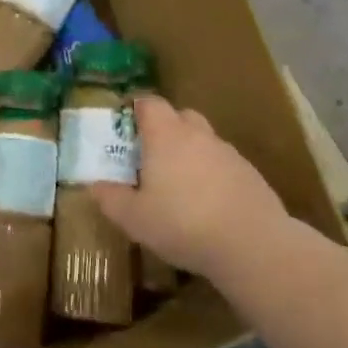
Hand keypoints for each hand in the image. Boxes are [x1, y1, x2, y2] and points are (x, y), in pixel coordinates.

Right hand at [89, 96, 288, 280]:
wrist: (253, 245)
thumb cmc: (183, 224)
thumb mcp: (134, 218)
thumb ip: (110, 198)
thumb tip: (94, 185)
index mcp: (166, 135)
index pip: (149, 103)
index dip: (135, 109)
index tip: (125, 127)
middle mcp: (198, 135)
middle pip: (180, 116)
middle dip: (164, 129)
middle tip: (151, 156)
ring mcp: (228, 153)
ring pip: (204, 140)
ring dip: (190, 152)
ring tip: (179, 185)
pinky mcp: (251, 174)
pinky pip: (223, 164)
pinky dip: (212, 174)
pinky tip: (208, 204)